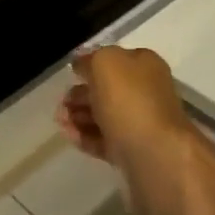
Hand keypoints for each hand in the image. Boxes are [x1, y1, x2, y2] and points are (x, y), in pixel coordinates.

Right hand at [57, 47, 197, 212]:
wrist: (154, 155)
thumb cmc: (129, 100)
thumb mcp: (105, 63)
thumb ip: (91, 59)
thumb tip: (81, 63)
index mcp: (145, 65)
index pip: (115, 58)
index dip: (91, 63)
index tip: (70, 73)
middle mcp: (146, 91)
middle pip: (108, 89)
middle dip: (81, 93)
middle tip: (61, 102)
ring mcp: (140, 123)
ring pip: (105, 115)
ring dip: (80, 115)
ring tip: (60, 120)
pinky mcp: (132, 152)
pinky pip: (105, 140)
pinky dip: (85, 136)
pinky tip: (68, 135)